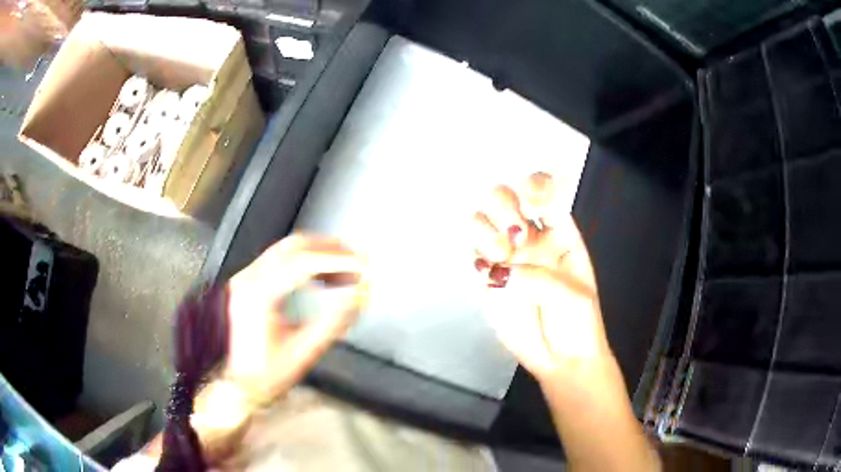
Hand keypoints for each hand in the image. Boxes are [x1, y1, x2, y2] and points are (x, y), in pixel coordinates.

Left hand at [223, 234, 367, 402]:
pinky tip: (323, 275)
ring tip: (345, 268)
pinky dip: (305, 262)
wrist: (243, 383)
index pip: (304, 263)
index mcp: (259, 295)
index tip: (361, 264)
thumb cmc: (270, 373)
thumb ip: (335, 320)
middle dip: (330, 249)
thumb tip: (359, 293)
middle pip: (294, 247)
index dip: (337, 260)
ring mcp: (247, 279)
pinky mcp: (249, 283)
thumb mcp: (307, 349)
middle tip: (356, 259)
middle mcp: (249, 280)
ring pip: (287, 249)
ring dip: (319, 253)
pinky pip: (280, 260)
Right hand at [472, 172, 610, 381]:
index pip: (545, 195)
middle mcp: (531, 238)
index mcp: (560, 234)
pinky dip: (475, 252)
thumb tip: (499, 271)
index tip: (531, 200)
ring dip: (486, 228)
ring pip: (482, 220)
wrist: (562, 360)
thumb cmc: (578, 324)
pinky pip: (472, 253)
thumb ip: (539, 278)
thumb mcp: (574, 296)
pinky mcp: (488, 278)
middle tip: (516, 233)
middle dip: (505, 205)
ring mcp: (507, 256)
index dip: (535, 185)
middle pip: (506, 198)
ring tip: (501, 254)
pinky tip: (487, 268)